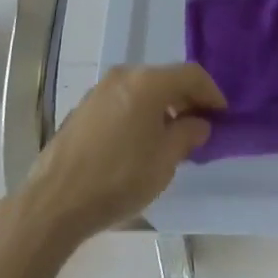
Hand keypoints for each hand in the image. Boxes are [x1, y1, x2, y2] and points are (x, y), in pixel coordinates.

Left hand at [21, 64, 224, 242]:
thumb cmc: (118, 178)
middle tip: (199, 126)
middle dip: (186, 100)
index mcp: (148, 81)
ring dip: (161, 107)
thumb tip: (199, 123)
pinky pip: (122, 101)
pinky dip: (138, 113)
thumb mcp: (164, 162)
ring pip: (142, 89)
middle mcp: (125, 75)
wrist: (54, 202)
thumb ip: (187, 136)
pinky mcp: (84, 108)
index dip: (211, 93)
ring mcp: (100, 89)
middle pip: (165, 78)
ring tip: (170, 136)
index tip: (222, 115)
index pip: (191, 75)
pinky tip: (138, 142)